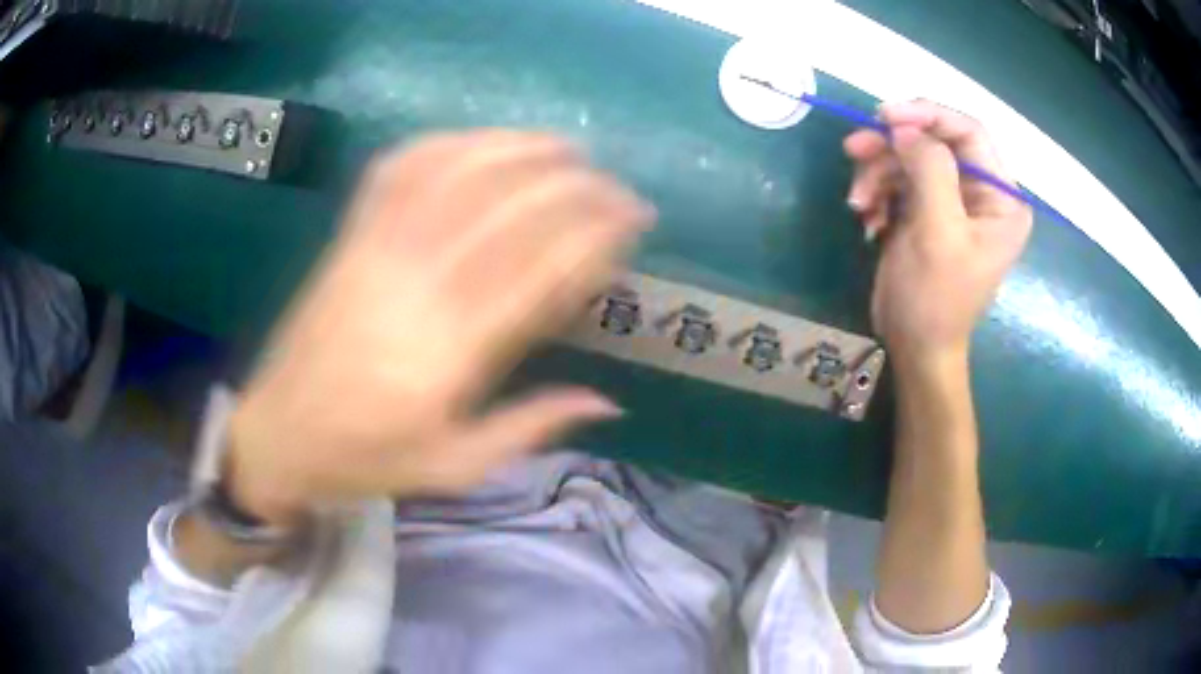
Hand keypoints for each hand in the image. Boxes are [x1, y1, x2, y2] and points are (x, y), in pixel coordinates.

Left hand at [227, 131, 653, 525]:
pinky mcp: (349, 237)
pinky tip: (480, 141)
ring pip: (456, 173)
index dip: (594, 232)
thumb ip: (530, 428)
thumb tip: (608, 403)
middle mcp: (415, 284)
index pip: (539, 268)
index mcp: (448, 351)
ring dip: (517, 149)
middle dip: (574, 186)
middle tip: (617, 186)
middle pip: (506, 208)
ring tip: (565, 148)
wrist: (277, 433)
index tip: (632, 217)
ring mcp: (375, 249)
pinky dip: (446, 144)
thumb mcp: (454, 467)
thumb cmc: (365, 459)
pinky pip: (398, 170)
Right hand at [843, 100, 1032, 366]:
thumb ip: (930, 169)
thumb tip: (904, 127)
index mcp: (1002, 199)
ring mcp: (953, 200)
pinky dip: (878, 193)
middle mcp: (982, 193)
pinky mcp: (928, 210)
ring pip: (910, 158)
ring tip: (858, 202)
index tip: (884, 116)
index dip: (927, 115)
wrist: (914, 347)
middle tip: (853, 149)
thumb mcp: (937, 232)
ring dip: (878, 173)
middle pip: (935, 142)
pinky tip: (868, 218)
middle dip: (892, 147)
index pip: (970, 132)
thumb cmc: (935, 298)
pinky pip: (899, 180)